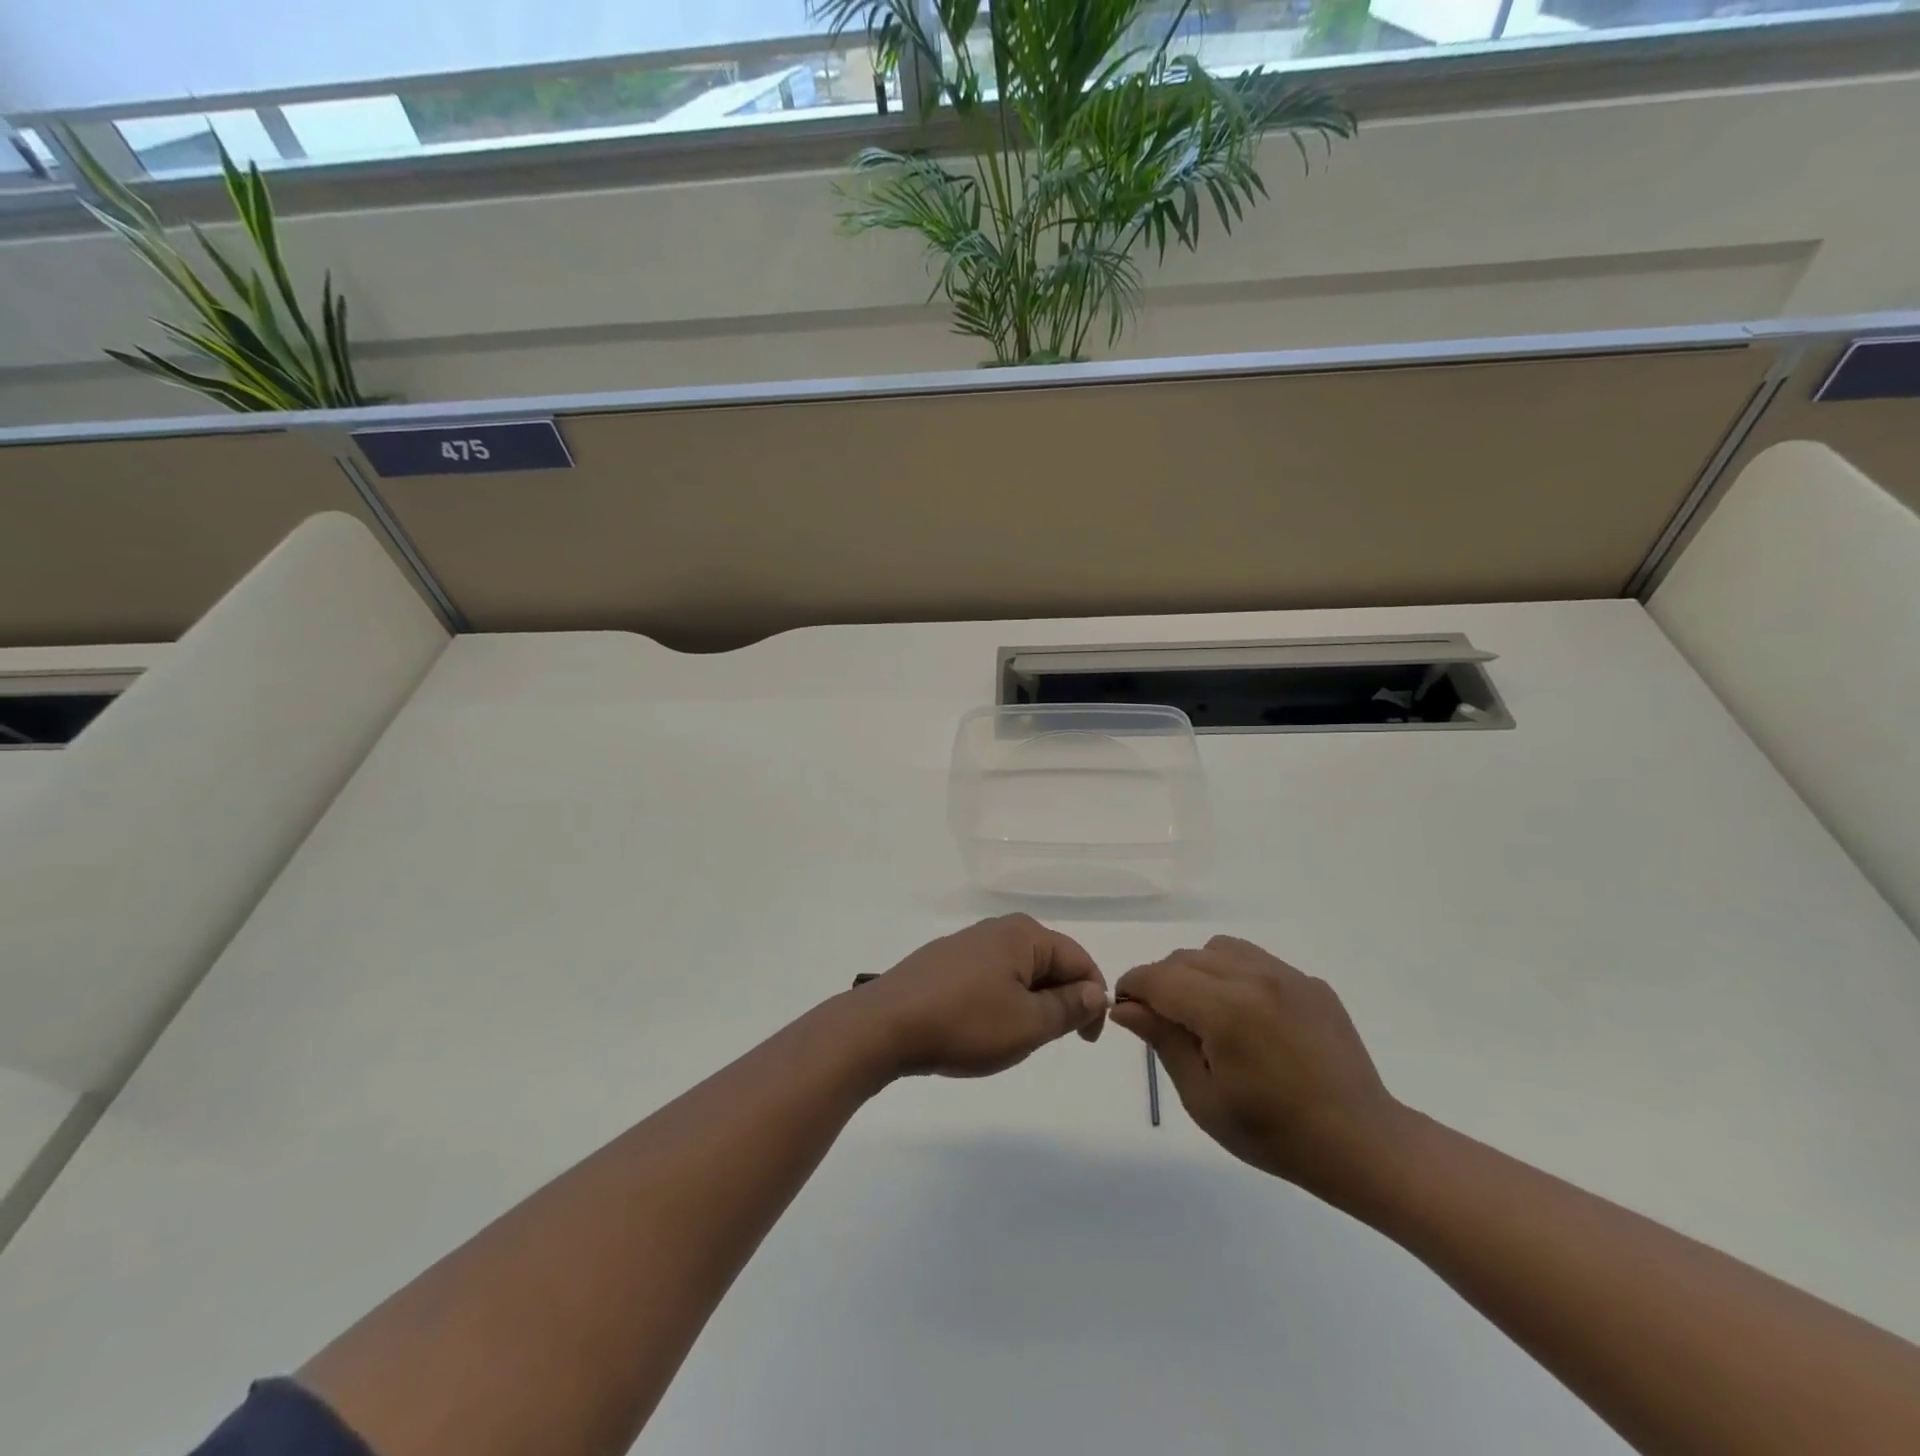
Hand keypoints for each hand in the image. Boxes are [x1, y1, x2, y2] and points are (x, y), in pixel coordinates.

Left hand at [856, 915, 1108, 1078]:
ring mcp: (967, 943)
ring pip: (1018, 972)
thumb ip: (1068, 1007)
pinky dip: (999, 1001)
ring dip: (1028, 1004)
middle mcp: (997, 928)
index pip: (1079, 960)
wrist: (884, 1026)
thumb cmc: (965, 1024)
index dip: (1092, 1000)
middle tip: (1047, 1041)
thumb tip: (1095, 990)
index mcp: (1024, 934)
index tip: (1086, 1041)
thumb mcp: (1028, 1024)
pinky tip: (981, 1028)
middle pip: (1048, 962)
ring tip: (1012, 1038)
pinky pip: (989, 977)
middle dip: (1058, 1001)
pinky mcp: (944, 962)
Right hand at [1111, 936, 1404, 1199]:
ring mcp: (1287, 975)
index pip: (1158, 978)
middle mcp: (1255, 978)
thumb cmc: (1274, 1134)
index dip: (1132, 988)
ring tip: (1206, 1014)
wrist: (1363, 1144)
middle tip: (1164, 1023)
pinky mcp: (1309, 982)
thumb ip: (1162, 1041)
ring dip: (1197, 972)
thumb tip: (1125, 1007)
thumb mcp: (1203, 1098)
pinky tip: (1247, 1018)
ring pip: (1218, 950)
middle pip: (1185, 958)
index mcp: (1226, 1010)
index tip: (1125, 1009)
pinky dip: (1234, 976)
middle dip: (1162, 982)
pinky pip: (1255, 961)